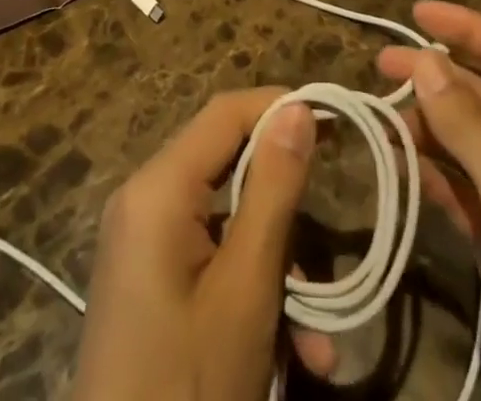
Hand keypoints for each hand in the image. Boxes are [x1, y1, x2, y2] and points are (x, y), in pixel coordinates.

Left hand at [72, 89, 335, 400]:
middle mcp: (144, 200)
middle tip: (335, 229)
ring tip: (320, 340)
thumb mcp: (245, 290)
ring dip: (280, 267)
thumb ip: (273, 190)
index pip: (226, 112)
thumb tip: (299, 108)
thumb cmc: (188, 384)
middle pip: (229, 167)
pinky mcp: (150, 282)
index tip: (336, 120)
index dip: (281, 107)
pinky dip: (253, 290)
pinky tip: (294, 353)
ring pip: (229, 222)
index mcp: (157, 188)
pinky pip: (212, 259)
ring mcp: (144, 243)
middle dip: (286, 205)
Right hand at [379, 3, 480, 400]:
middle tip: (381, 65)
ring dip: (430, 126)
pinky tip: (397, 158)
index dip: (470, 30)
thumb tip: (423, 61)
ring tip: (381, 116)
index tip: (416, 12)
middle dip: (440, 79)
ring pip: (473, 141)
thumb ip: (471, 131)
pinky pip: (465, 185)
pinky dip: (432, 170)